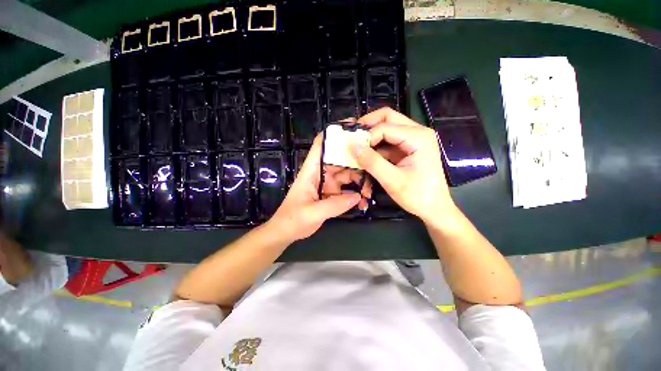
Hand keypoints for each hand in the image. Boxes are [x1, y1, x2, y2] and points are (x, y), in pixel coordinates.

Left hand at [268, 135, 361, 241]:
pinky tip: (362, 202)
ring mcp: (327, 184)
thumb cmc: (293, 219)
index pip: (320, 145)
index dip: (334, 133)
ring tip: (369, 193)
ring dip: (359, 182)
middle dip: (357, 161)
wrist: (286, 232)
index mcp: (311, 171)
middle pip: (340, 159)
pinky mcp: (332, 194)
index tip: (352, 127)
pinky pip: (347, 190)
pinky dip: (355, 194)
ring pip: (347, 175)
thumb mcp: (312, 213)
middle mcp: (321, 173)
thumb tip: (358, 197)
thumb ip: (335, 205)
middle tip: (373, 166)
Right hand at [351, 108, 455, 222]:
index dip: (367, 136)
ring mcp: (414, 139)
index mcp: (418, 137)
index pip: (385, 127)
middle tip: (352, 136)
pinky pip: (388, 141)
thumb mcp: (392, 180)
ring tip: (357, 147)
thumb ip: (372, 162)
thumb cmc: (417, 196)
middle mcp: (418, 132)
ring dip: (371, 136)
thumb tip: (353, 146)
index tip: (354, 150)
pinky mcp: (408, 148)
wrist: (434, 208)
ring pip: (387, 127)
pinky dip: (376, 146)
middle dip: (368, 125)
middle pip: (388, 117)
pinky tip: (367, 156)